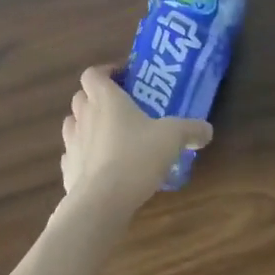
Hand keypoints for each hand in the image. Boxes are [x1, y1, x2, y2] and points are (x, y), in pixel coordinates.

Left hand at [59, 66, 211, 218]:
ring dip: (85, 124)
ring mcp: (72, 144)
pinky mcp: (67, 171)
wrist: (102, 202)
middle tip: (119, 107)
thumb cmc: (136, 157)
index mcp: (106, 99)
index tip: (122, 77)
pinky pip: (72, 155)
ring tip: (108, 135)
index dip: (105, 71)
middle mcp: (84, 117)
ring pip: (72, 124)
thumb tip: (207, 130)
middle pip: (80, 97)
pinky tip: (99, 165)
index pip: (93, 74)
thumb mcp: (172, 138)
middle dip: (96, 98)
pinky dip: (82, 155)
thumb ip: (190, 130)